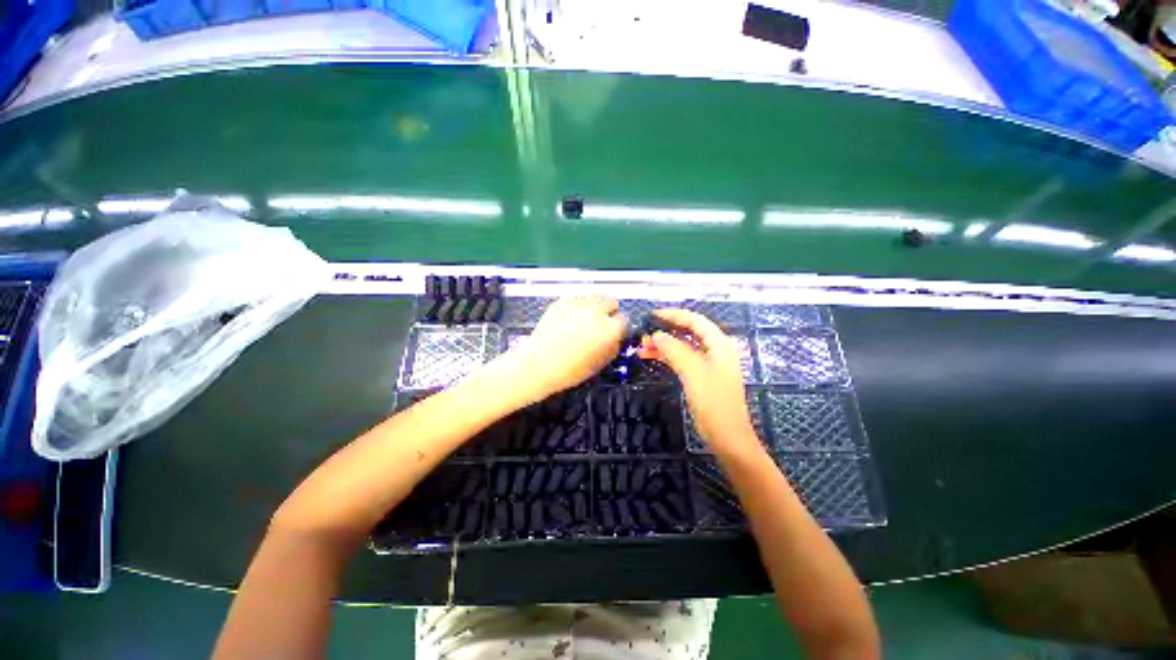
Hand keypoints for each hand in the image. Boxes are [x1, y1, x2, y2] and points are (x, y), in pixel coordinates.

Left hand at [505, 295, 625, 400]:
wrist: (539, 364)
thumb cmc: (571, 370)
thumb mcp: (601, 363)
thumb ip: (614, 346)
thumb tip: (617, 337)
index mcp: (610, 328)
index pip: (624, 320)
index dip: (619, 328)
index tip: (613, 333)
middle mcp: (597, 311)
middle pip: (611, 302)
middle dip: (609, 313)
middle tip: (599, 325)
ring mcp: (578, 304)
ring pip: (595, 296)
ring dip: (595, 306)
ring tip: (585, 319)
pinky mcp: (562, 301)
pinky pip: (577, 298)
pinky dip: (577, 306)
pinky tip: (570, 318)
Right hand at [638, 309, 759, 454]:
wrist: (726, 437)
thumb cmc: (714, 402)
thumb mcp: (693, 372)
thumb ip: (675, 350)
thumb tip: (656, 335)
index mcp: (719, 344)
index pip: (695, 321)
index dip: (674, 315)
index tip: (653, 315)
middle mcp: (714, 351)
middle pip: (688, 333)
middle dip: (666, 332)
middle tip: (644, 335)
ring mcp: (707, 365)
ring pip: (682, 347)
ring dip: (663, 345)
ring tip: (642, 347)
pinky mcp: (700, 377)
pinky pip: (681, 360)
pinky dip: (667, 357)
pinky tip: (651, 357)